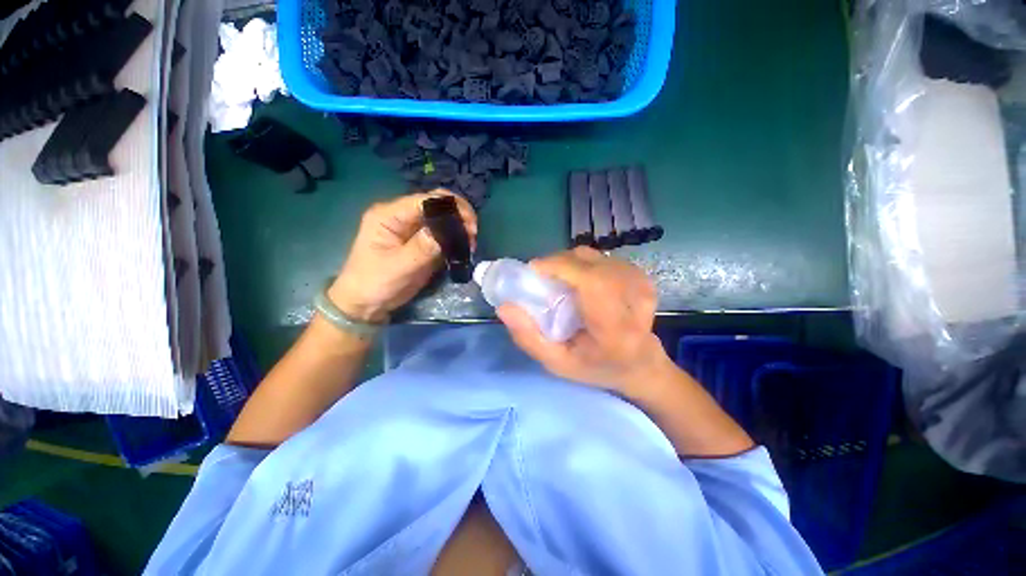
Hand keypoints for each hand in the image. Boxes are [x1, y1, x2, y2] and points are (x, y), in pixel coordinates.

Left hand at [328, 190, 476, 322]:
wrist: (366, 304)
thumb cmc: (376, 283)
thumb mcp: (400, 266)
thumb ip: (424, 246)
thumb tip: (449, 228)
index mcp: (389, 215)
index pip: (426, 200)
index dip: (452, 207)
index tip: (470, 226)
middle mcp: (401, 216)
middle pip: (436, 203)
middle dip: (459, 214)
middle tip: (473, 234)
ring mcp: (412, 228)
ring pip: (442, 217)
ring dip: (460, 226)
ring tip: (471, 243)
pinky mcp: (420, 241)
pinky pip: (442, 232)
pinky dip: (455, 237)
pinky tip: (464, 246)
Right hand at [497, 247, 673, 395]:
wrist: (641, 364)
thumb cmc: (597, 367)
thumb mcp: (557, 363)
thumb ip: (529, 338)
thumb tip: (504, 307)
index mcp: (614, 328)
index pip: (591, 281)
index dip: (560, 266)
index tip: (534, 269)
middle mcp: (634, 301)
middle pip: (590, 262)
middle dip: (558, 262)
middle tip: (541, 276)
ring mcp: (641, 284)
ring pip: (594, 256)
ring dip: (569, 262)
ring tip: (559, 280)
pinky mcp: (641, 276)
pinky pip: (602, 258)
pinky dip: (583, 263)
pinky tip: (580, 281)